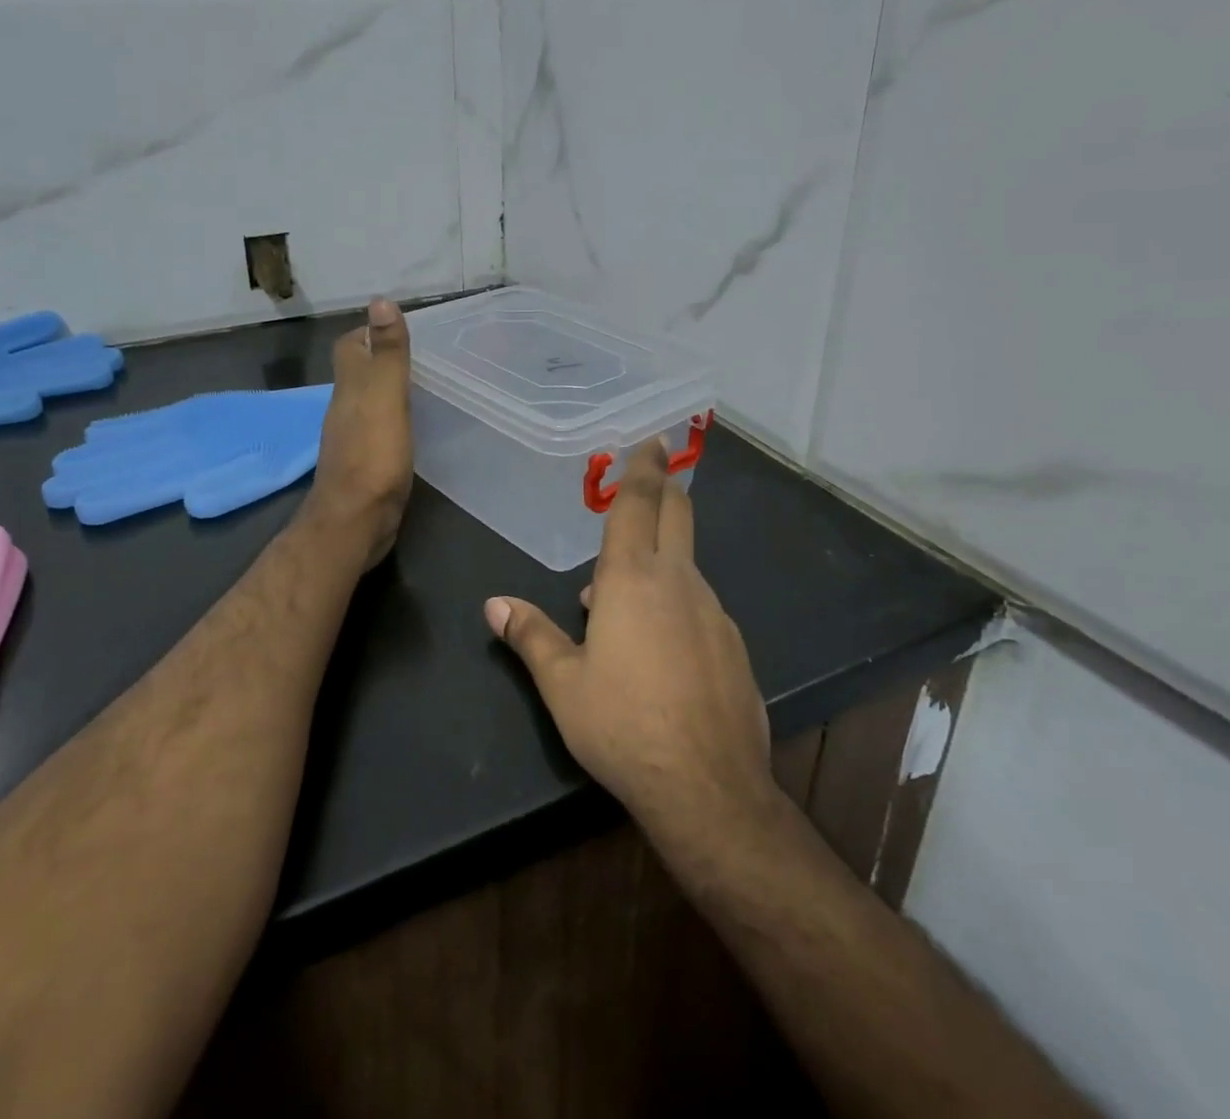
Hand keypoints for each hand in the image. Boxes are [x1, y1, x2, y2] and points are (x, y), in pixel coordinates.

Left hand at [304, 298, 414, 570]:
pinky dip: (395, 420)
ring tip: (427, 386)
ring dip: (390, 391)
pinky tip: (417, 427)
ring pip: (370, 403)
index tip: (400, 328)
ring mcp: (353, 439)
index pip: (350, 347)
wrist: (355, 522)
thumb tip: (380, 300)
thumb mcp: (384, 397)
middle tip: (424, 356)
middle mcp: (345, 409)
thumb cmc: (372, 456)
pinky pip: (380, 430)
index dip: (369, 332)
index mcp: (349, 388)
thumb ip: (386, 353)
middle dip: (384, 360)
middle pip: (359, 374)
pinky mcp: (366, 465)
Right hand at [485, 440, 772, 841]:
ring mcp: (714, 612)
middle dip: (665, 491)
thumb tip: (495, 605)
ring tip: (621, 602)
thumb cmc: (623, 726)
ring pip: (685, 567)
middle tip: (652, 482)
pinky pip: (700, 607)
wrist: (708, 788)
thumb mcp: (563, 685)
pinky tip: (660, 650)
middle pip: (678, 516)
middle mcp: (679, 582)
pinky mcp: (734, 645)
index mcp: (632, 578)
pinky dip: (677, 605)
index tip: (650, 442)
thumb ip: (530, 636)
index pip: (639, 505)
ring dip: (659, 564)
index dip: (643, 469)